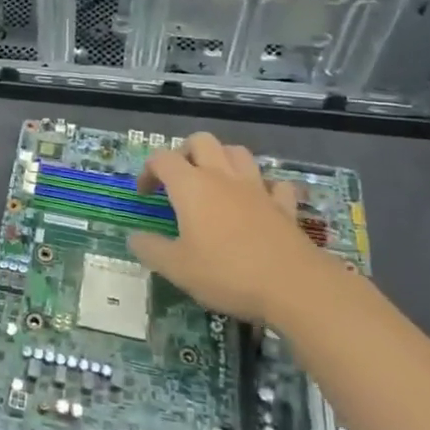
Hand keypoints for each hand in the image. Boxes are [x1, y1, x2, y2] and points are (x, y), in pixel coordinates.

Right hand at [129, 135, 327, 323]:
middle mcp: (222, 177)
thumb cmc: (227, 273)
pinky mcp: (284, 206)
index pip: (162, 159)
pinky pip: (273, 183)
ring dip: (222, 160)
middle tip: (178, 179)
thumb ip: (150, 249)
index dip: (148, 171)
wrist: (295, 287)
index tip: (145, 194)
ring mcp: (257, 189)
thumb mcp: (177, 268)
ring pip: (237, 153)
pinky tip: (258, 201)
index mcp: (191, 186)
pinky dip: (263, 186)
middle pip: (201, 141)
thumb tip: (134, 237)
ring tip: (214, 182)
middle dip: (185, 153)